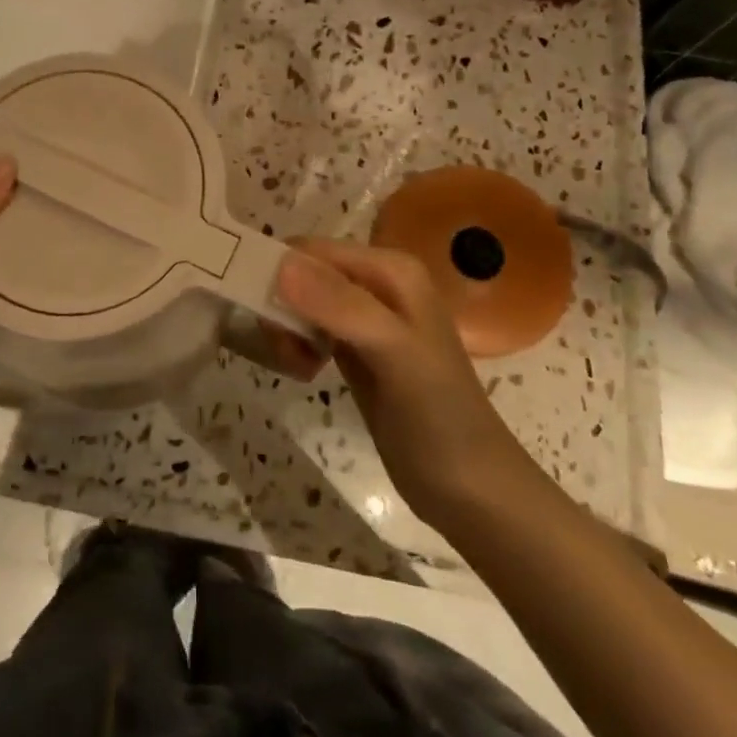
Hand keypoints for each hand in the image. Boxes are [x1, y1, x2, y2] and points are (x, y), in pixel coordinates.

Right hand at [276, 238, 520, 524]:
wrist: (470, 487)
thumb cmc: (438, 415)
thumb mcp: (394, 353)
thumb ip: (341, 306)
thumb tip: (280, 265)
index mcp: (391, 268)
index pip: (312, 250)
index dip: (280, 274)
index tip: (266, 319)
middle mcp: (377, 282)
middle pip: (302, 273)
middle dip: (283, 306)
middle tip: (288, 351)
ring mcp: (365, 317)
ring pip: (300, 301)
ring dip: (287, 330)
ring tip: (299, 366)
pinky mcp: (355, 348)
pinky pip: (309, 328)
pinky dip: (297, 345)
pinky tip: (306, 371)